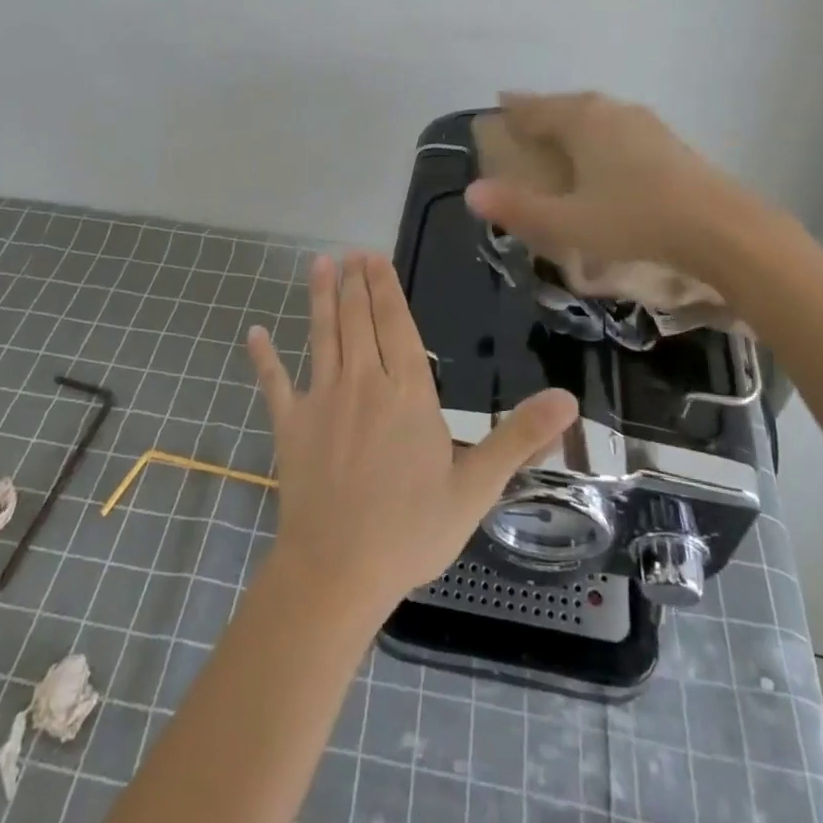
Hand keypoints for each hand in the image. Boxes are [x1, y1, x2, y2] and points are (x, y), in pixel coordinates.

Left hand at [245, 252, 576, 616]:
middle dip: (356, 283)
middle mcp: (363, 382)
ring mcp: (322, 399)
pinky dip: (264, 358)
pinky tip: (254, 333)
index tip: (375, 258)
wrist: (339, 570)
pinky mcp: (290, 424)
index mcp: (407, 393)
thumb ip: (520, 438)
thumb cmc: (412, 530)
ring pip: (323, 336)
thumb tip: (569, 399)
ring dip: (321, 299)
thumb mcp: (477, 487)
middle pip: (359, 321)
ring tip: (319, 265)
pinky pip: (274, 383)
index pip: (397, 325)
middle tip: (350, 252)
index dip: (386, 288)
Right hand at [464, 90, 782, 285]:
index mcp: (582, 121)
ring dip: (574, 122)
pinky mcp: (669, 142)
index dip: (513, 108)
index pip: (536, 107)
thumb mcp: (568, 222)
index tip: (498, 105)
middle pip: (567, 105)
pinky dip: (600, 135)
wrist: (722, 230)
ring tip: (561, 136)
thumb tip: (472, 193)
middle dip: (543, 111)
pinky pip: (619, 128)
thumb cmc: (635, 220)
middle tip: (524, 121)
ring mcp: (645, 124)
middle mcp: (611, 111)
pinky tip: (606, 155)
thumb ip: (518, 208)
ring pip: (597, 114)